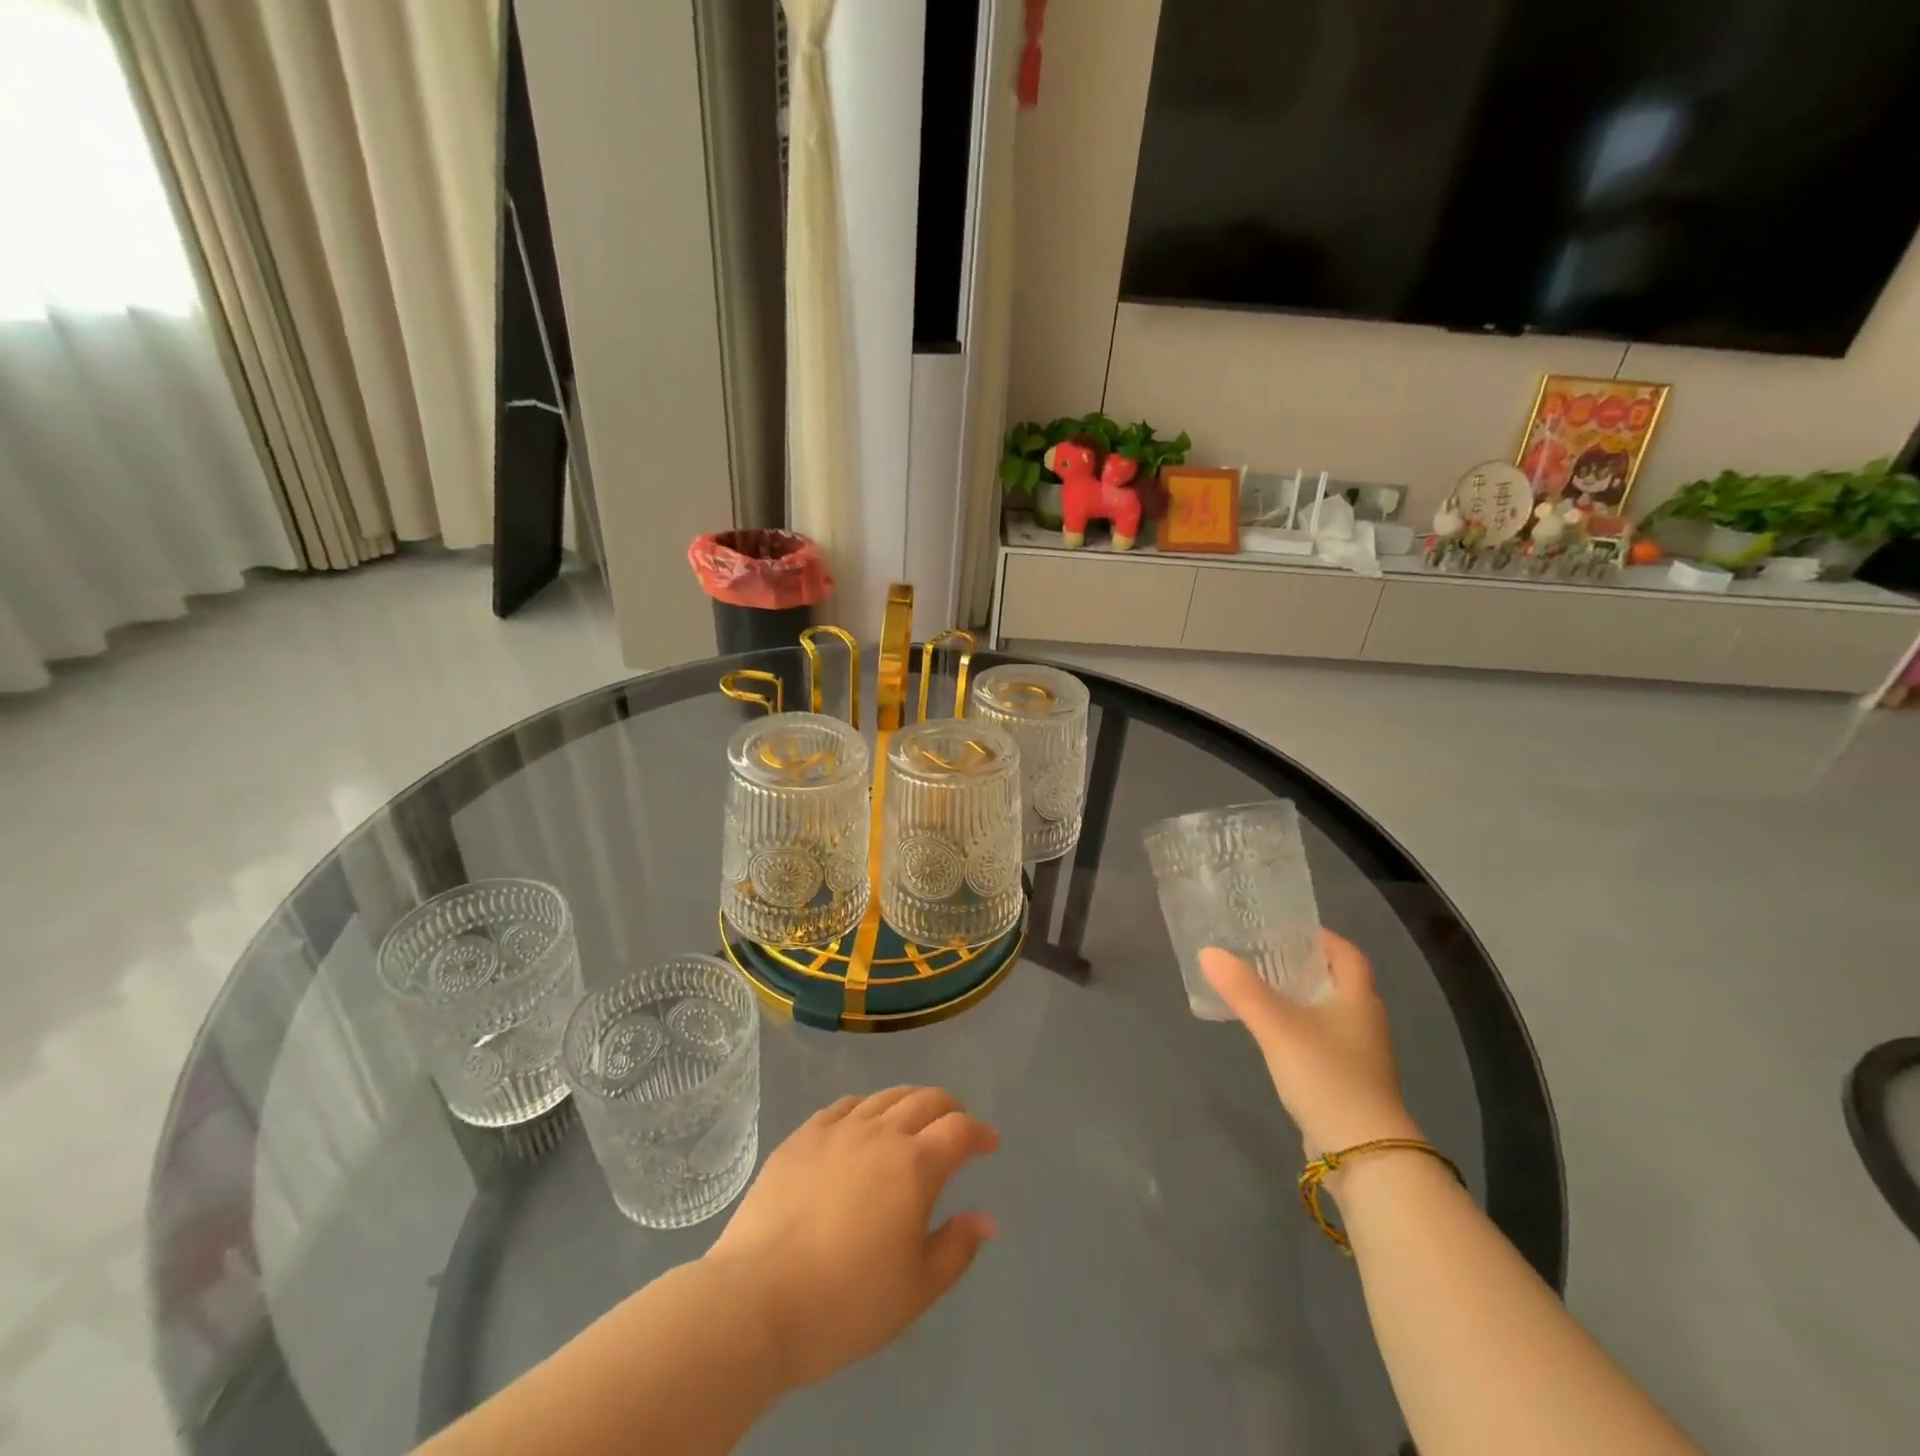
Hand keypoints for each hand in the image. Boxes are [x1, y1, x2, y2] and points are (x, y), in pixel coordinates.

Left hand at [703, 1087, 998, 1389]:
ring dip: (909, 1103)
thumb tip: (985, 1217)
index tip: (990, 1144)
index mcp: (914, 1165)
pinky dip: (866, 1108)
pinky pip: (844, 1105)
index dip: (980, 1132)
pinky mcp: (802, 1136)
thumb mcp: (917, 1290)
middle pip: (925, 1099)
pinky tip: (862, 1125)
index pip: (959, 1129)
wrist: (757, 1298)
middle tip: (956, 1127)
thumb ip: (957, 1247)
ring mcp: (837, 1129)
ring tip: (913, 1122)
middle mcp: (880, 1133)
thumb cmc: (846, 1302)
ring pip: (884, 1096)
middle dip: (949, 1109)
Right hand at [1201, 931, 1419, 1158]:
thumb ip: (1243, 990)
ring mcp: (1359, 1056)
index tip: (1287, 929)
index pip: (1348, 955)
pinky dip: (1299, 1029)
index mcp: (1358, 999)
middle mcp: (1365, 1023)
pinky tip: (1272, 1035)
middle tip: (1264, 954)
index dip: (1323, 938)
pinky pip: (1322, 1042)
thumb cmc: (1327, 1076)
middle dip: (1304, 966)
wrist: (1364, 1155)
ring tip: (1260, 990)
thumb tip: (1208, 952)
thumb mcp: (1278, 1027)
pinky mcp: (1347, 1083)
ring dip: (1300, 999)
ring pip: (1329, 1013)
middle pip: (1338, 982)